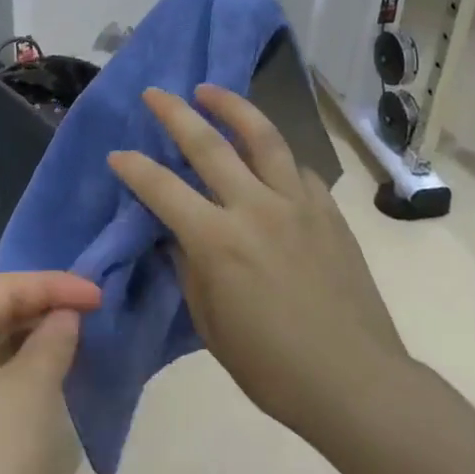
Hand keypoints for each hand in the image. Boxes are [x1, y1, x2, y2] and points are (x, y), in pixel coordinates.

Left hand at [0, 272, 101, 473]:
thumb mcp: (29, 394)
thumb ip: (52, 343)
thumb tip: (64, 317)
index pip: (6, 285)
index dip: (56, 285)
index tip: (100, 294)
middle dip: (42, 306)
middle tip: (90, 313)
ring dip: (30, 337)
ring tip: (73, 340)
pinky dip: (14, 366)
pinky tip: (42, 379)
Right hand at [108, 86, 409, 441]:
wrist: (356, 383)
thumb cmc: (272, 367)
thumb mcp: (210, 323)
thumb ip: (190, 268)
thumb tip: (179, 234)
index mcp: (217, 241)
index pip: (162, 188)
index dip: (134, 167)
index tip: (118, 154)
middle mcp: (254, 208)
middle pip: (207, 144)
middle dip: (174, 113)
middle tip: (155, 93)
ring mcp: (296, 204)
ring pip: (261, 136)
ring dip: (231, 107)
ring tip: (210, 91)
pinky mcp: (327, 211)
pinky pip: (297, 168)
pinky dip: (276, 155)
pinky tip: (268, 156)